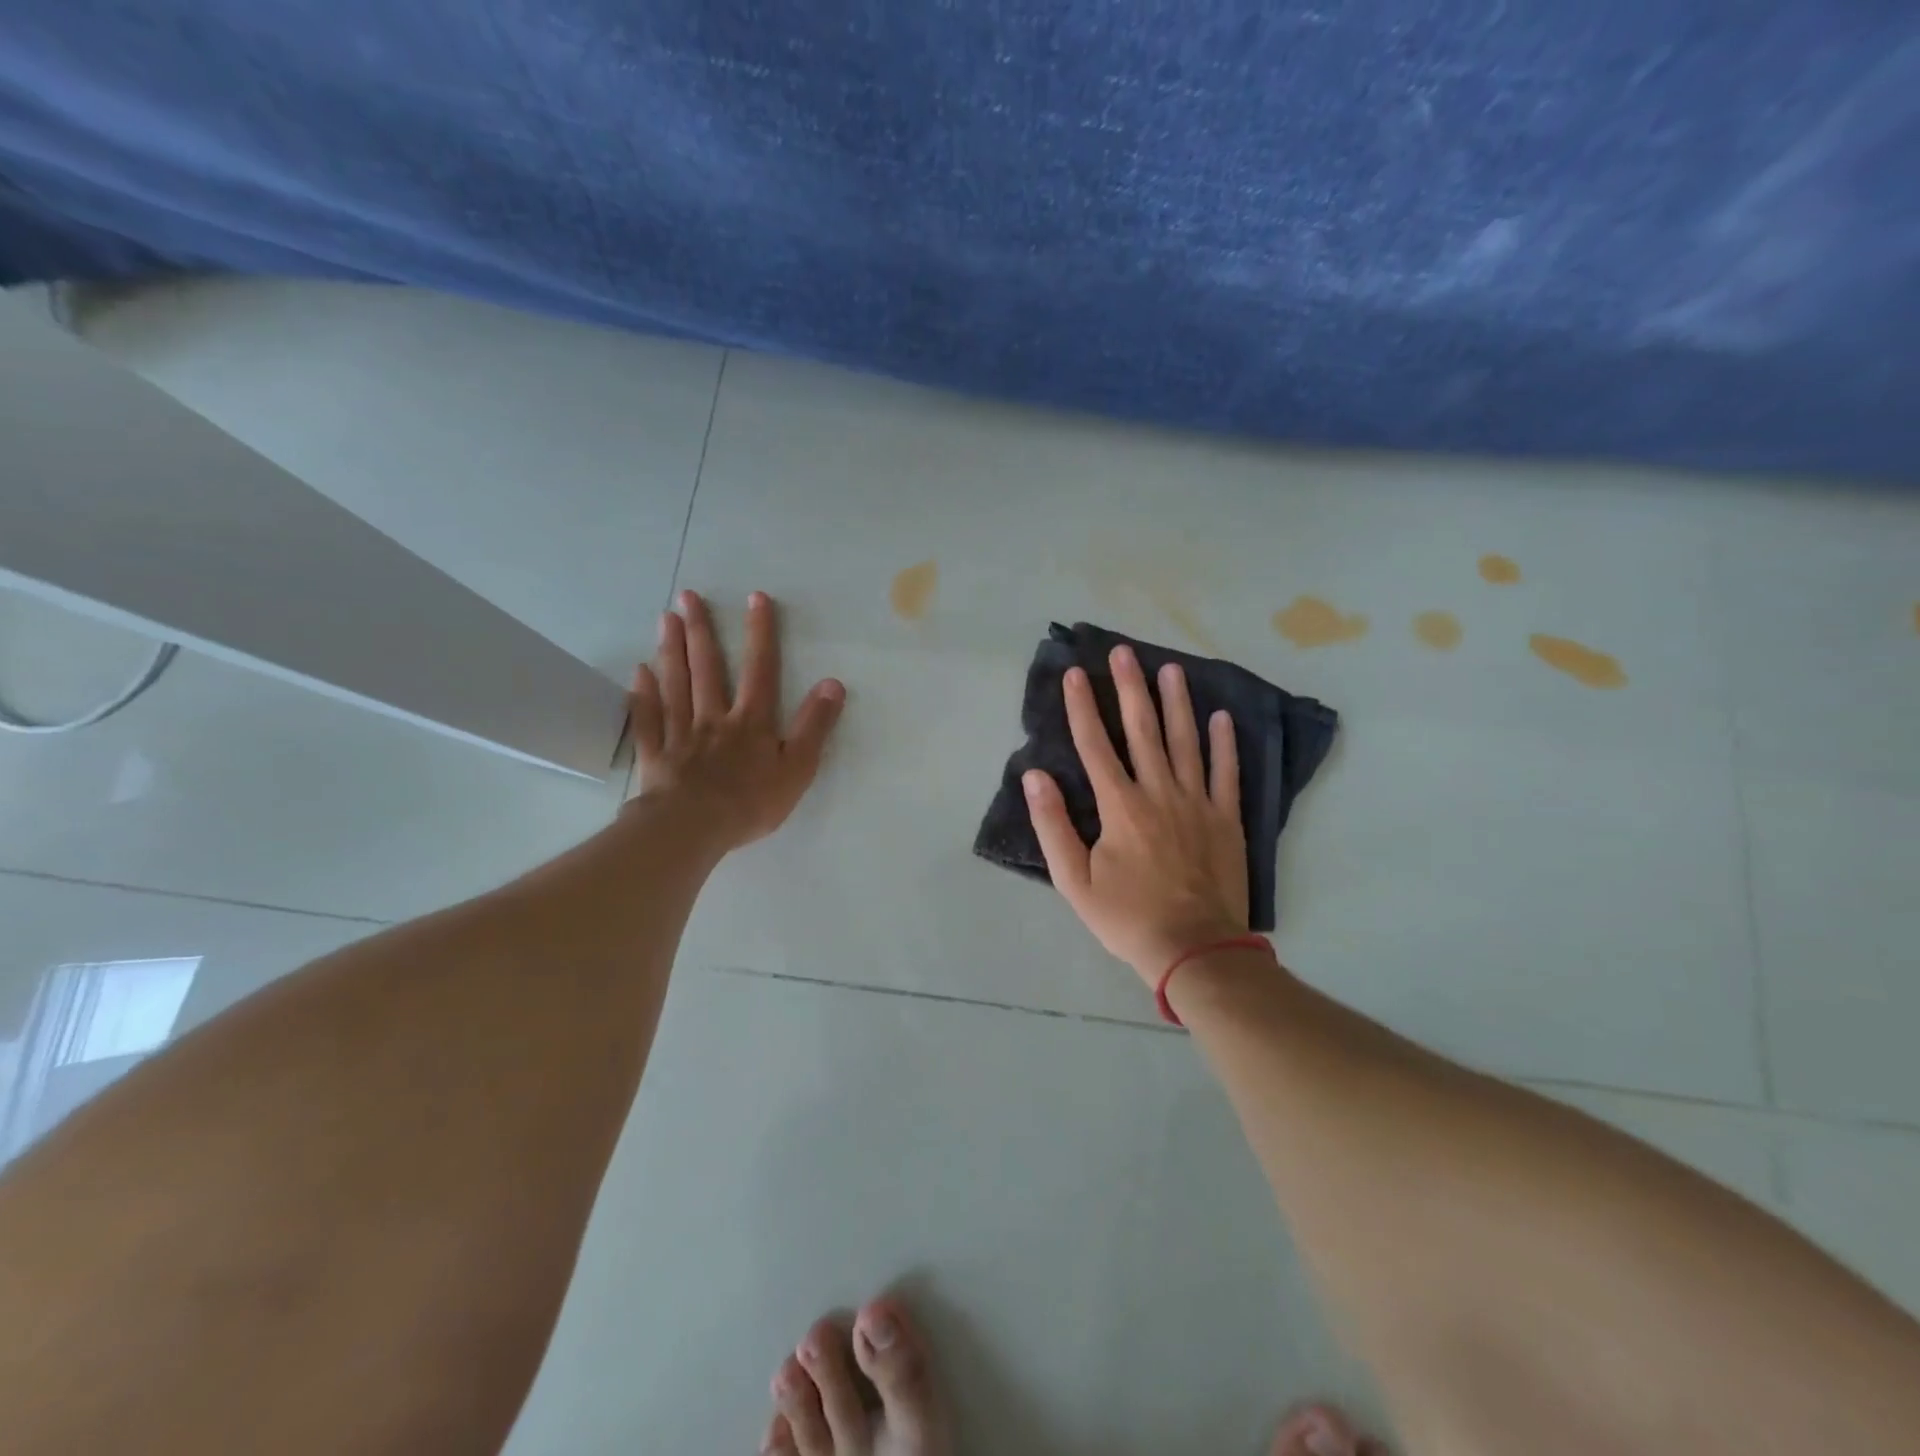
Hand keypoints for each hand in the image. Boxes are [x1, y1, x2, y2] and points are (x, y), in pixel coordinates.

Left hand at [628, 589, 844, 852]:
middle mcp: (714, 718)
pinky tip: (639, 672)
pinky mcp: (657, 754)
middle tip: (688, 596)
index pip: (760, 669)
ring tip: (667, 618)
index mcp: (752, 722)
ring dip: (672, 650)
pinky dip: (643, 694)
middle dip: (702, 630)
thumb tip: (833, 684)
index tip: (756, 598)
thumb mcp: (798, 768)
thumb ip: (814, 726)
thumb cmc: (750, 802)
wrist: (693, 828)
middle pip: (708, 668)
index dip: (761, 633)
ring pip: (676, 685)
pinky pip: (648, 719)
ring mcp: (681, 734)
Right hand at [1023, 646, 1249, 984]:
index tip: (1075, 674)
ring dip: (1177, 702)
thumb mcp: (1074, 880)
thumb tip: (1035, 776)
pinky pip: (1226, 772)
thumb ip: (1053, 826)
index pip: (1094, 744)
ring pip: (1185, 741)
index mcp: (1119, 806)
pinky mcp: (1226, 819)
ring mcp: (1197, 802)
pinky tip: (1221, 716)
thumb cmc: (1126, 917)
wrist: (1194, 949)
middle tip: (1125, 652)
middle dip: (1130, 688)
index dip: (1082, 707)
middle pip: (1142, 730)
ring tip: (1171, 669)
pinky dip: (1224, 743)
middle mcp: (1158, 792)